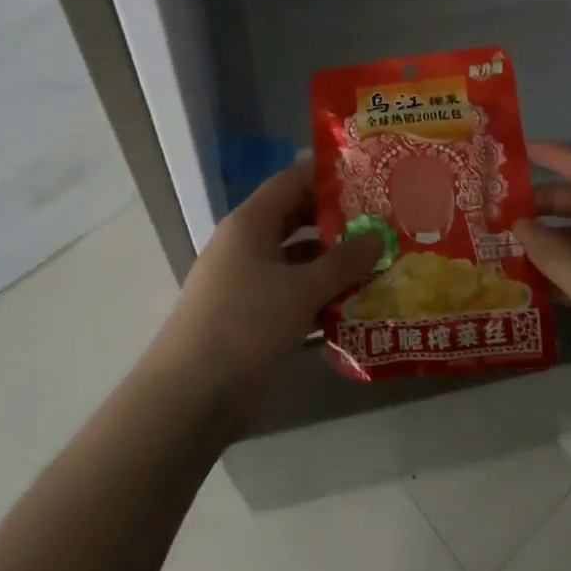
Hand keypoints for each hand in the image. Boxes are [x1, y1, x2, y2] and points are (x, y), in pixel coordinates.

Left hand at [152, 160, 381, 408]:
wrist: (191, 395)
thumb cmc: (245, 324)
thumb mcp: (301, 290)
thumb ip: (343, 262)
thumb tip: (378, 236)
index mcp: (250, 223)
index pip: (291, 180)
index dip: (326, 175)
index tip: (366, 175)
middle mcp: (247, 245)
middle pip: (295, 219)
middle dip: (336, 221)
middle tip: (379, 222)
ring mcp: (247, 281)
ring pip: (297, 261)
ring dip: (332, 263)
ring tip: (377, 263)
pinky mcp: (252, 316)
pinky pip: (292, 294)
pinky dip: (319, 296)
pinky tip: (355, 305)